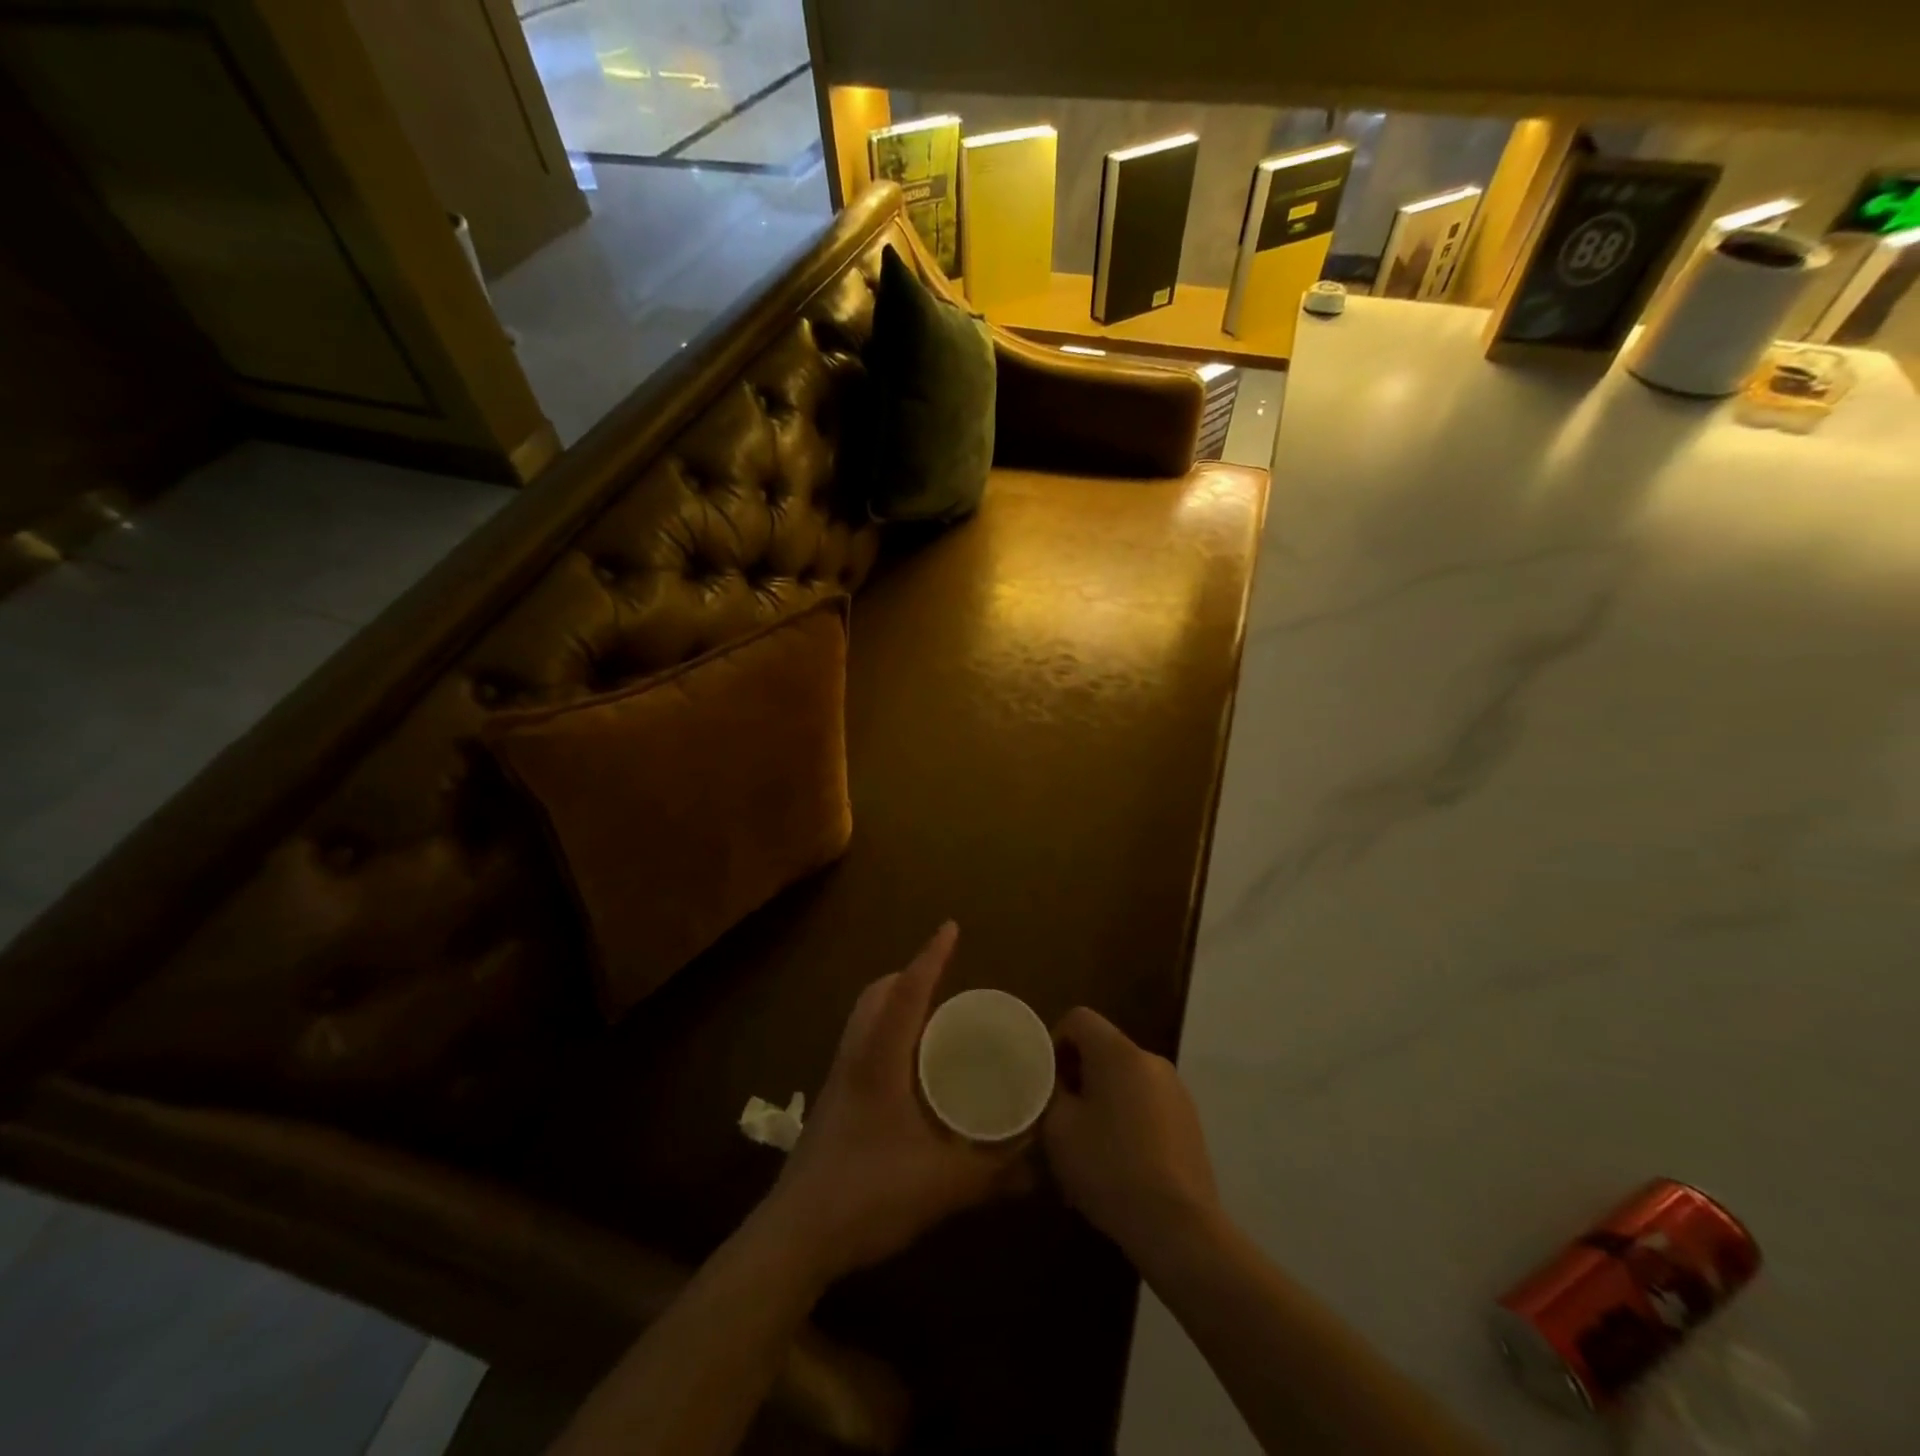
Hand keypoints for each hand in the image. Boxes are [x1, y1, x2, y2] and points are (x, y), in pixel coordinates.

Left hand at [766, 922, 1028, 1284]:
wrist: (795, 1236)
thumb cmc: (867, 1196)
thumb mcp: (942, 1185)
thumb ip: (993, 1173)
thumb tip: (1038, 1165)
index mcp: (879, 1061)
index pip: (906, 993)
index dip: (930, 958)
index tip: (950, 927)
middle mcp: (855, 1058)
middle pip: (877, 995)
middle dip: (909, 976)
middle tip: (945, 980)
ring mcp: (839, 1078)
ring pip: (865, 1018)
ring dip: (895, 1003)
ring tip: (933, 1018)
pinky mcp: (834, 1101)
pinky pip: (862, 1044)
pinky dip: (887, 1033)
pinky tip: (910, 1069)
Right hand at [1042, 1007, 1221, 1255]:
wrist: (1178, 1227)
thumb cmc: (1109, 1168)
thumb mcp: (1058, 1129)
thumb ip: (1049, 1092)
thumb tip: (1054, 1081)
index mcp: (1118, 1052)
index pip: (1078, 1018)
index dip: (1055, 1042)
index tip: (1046, 1082)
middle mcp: (1150, 1059)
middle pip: (1102, 1049)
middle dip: (1078, 1076)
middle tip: (1060, 1117)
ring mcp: (1175, 1090)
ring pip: (1124, 1079)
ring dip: (1102, 1099)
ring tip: (1087, 1145)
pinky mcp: (1189, 1121)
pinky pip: (1146, 1104)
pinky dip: (1127, 1119)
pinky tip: (1118, 1163)